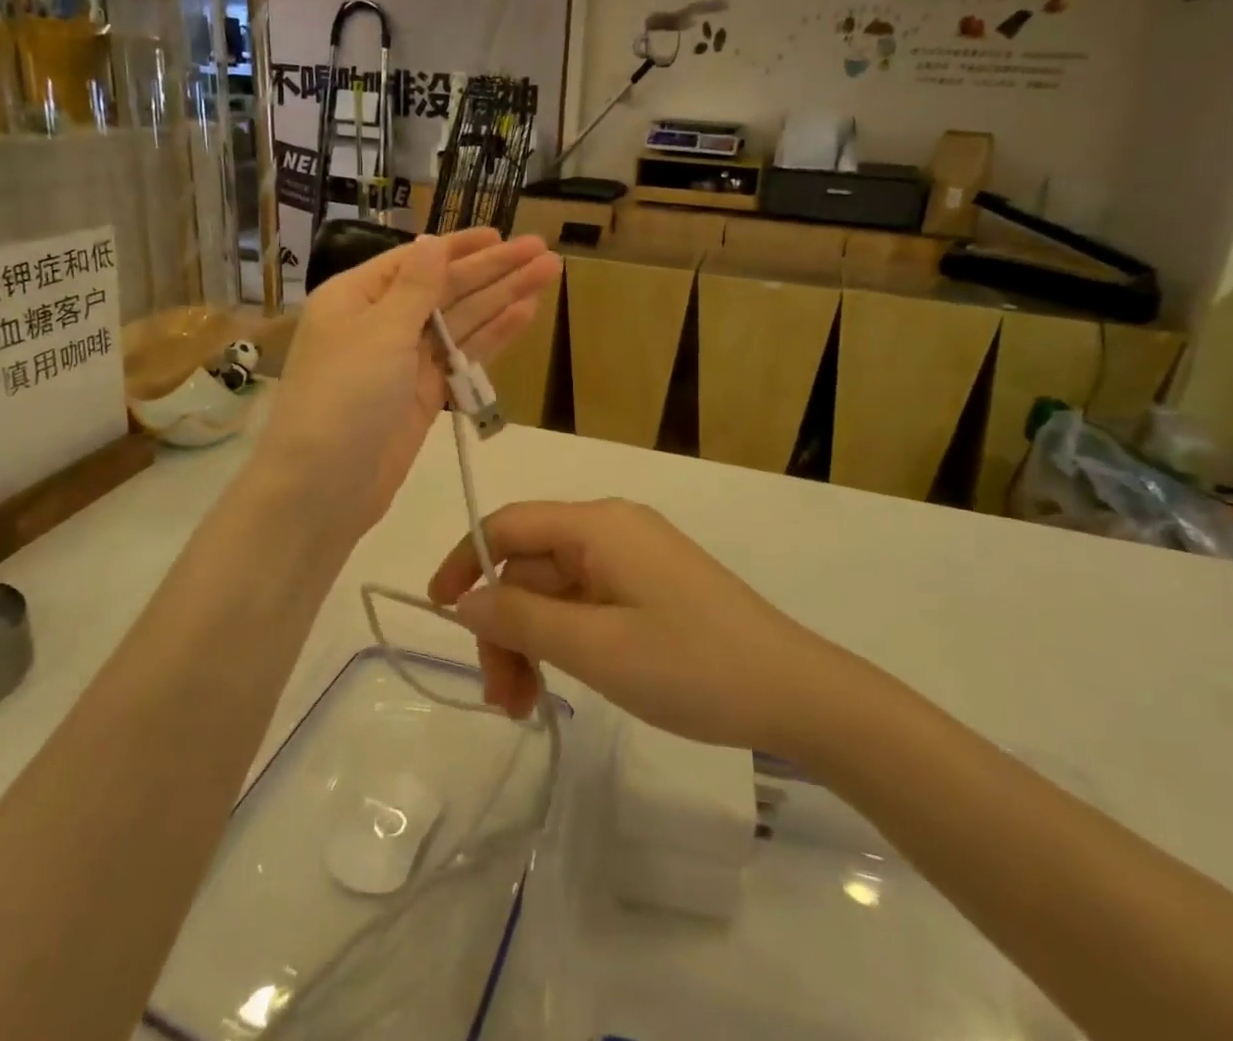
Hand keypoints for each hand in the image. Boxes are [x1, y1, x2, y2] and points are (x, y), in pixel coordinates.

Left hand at [257, 230, 559, 548]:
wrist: (323, 488)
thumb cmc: (343, 397)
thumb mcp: (379, 332)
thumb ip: (416, 287)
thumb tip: (432, 240)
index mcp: (357, 297)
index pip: (416, 261)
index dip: (462, 248)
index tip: (502, 236)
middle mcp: (381, 323)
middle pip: (445, 288)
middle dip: (494, 270)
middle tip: (544, 253)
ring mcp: (405, 361)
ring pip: (461, 321)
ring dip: (503, 298)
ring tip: (548, 275)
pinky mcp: (425, 395)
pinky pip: (462, 356)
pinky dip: (493, 336)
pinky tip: (525, 315)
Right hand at [428, 498, 821, 750]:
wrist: (795, 691)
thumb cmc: (691, 665)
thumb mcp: (595, 648)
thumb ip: (522, 620)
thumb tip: (466, 600)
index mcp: (597, 525)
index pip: (508, 526)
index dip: (465, 561)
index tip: (437, 611)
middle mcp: (612, 528)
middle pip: (531, 566)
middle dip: (505, 626)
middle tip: (502, 700)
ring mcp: (635, 557)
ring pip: (557, 589)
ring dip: (532, 641)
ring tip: (525, 707)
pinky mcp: (651, 586)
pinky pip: (588, 602)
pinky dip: (565, 639)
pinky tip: (562, 682)